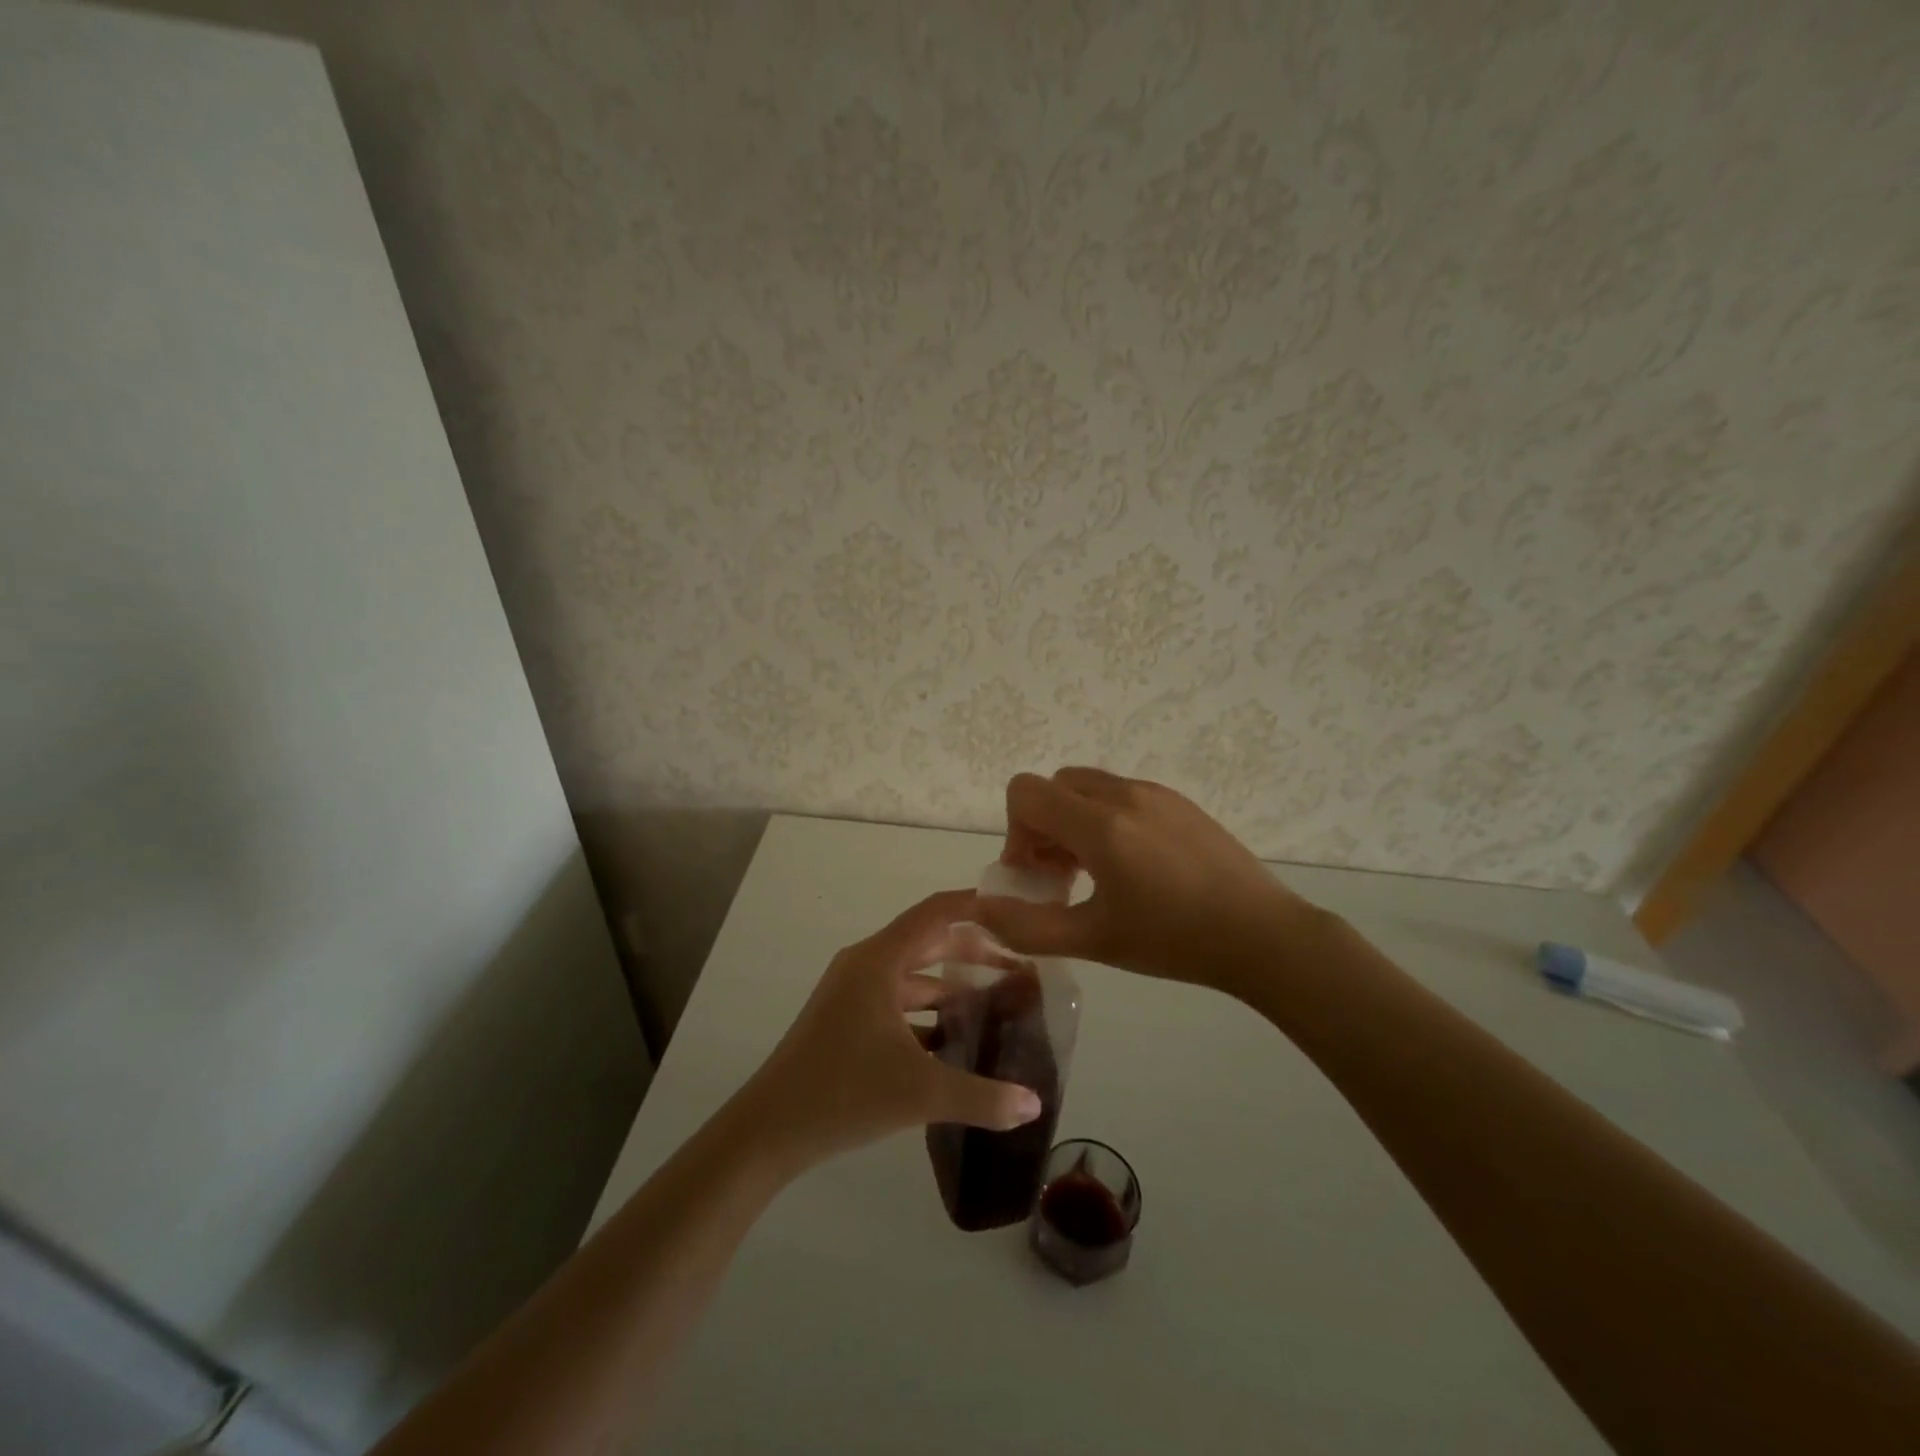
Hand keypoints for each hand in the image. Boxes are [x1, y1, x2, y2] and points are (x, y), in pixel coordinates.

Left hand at [735, 890, 1044, 1170]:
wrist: (768, 1131)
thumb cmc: (843, 1093)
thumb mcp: (920, 1093)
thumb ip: (983, 1098)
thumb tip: (1035, 1104)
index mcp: (879, 961)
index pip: (935, 913)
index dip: (975, 905)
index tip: (1015, 910)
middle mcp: (865, 966)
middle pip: (927, 942)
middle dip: (973, 950)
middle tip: (1018, 964)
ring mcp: (852, 993)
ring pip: (913, 977)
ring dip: (952, 986)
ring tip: (997, 1002)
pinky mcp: (846, 1020)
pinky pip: (898, 1003)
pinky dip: (928, 1012)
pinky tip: (957, 1040)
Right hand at [977, 768, 1320, 990]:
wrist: (1263, 934)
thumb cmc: (1173, 940)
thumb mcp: (1093, 941)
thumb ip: (1028, 926)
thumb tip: (980, 910)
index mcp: (1099, 824)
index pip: (1025, 791)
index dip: (1016, 832)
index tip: (1037, 874)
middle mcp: (1124, 794)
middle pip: (1053, 786)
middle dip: (1042, 827)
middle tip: (1063, 876)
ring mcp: (1156, 793)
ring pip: (1088, 787)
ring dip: (1074, 821)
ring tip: (1097, 873)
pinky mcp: (1179, 801)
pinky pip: (1122, 794)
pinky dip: (1106, 818)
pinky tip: (1135, 867)